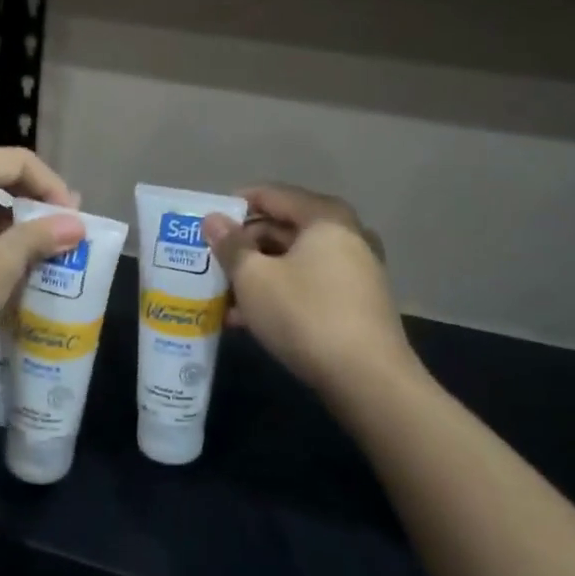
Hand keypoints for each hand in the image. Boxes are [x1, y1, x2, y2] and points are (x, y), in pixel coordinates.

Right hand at [203, 185, 413, 399]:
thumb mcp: (254, 278)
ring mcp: (356, 270)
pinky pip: (309, 284)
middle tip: (211, 262)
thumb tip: (213, 219)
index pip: (271, 195)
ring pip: (294, 260)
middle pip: (284, 227)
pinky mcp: (357, 303)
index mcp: (324, 217)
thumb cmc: (305, 315)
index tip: (206, 224)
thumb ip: (230, 245)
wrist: (368, 381)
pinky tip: (248, 319)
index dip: (235, 205)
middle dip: (244, 245)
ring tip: (222, 295)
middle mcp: (346, 235)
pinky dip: (280, 293)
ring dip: (258, 273)